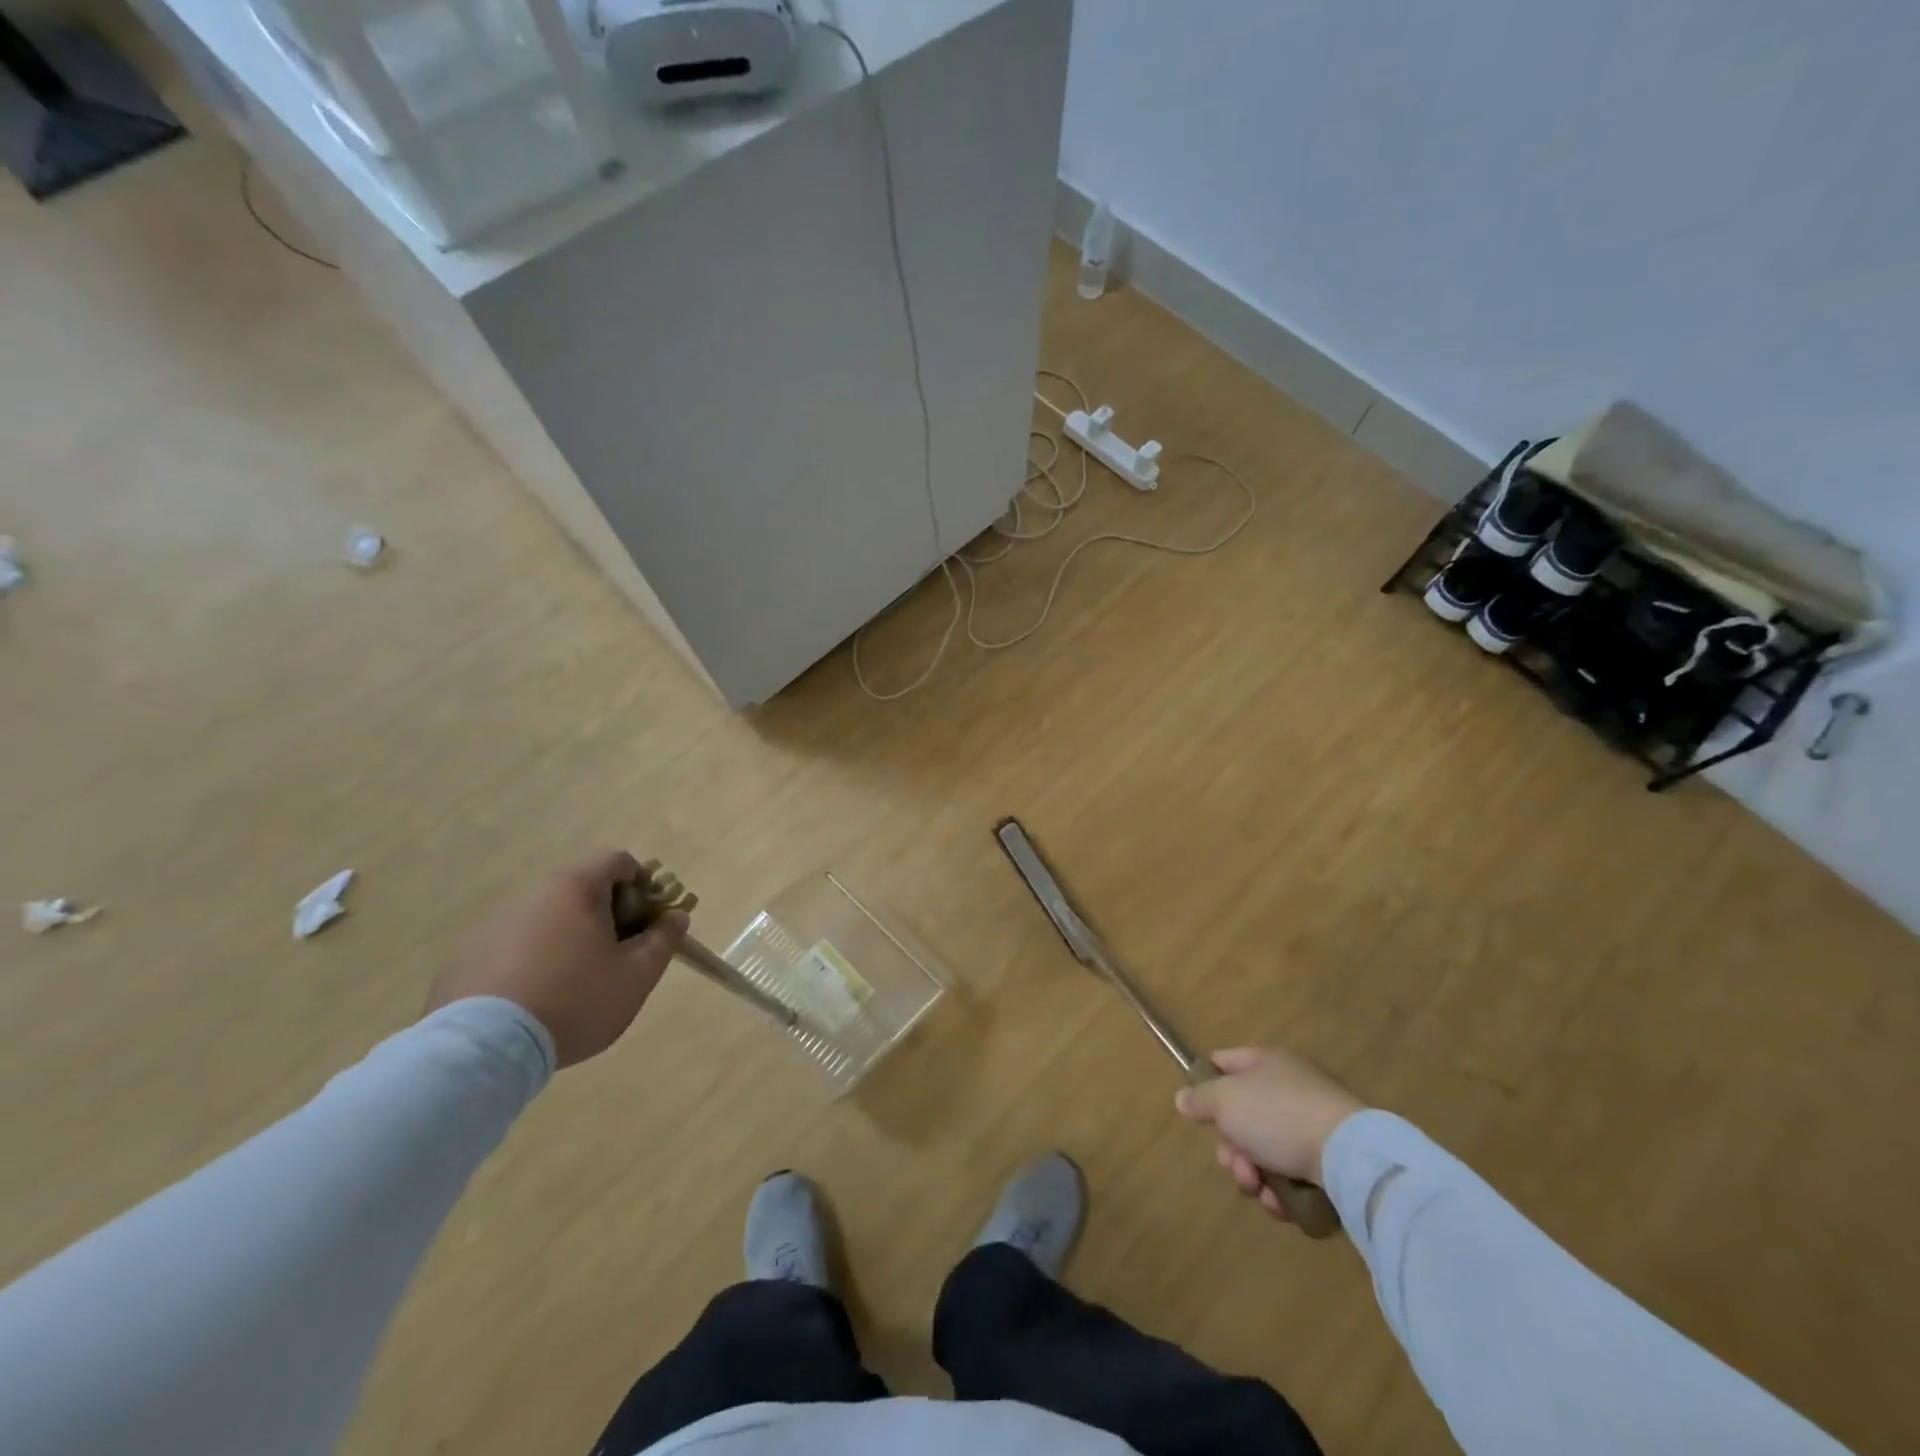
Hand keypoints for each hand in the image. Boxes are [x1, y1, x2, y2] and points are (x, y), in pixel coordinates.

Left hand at [425, 850, 687, 1068]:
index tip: (647, 923)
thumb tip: (675, 916)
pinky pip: (512, 949)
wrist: (484, 1050)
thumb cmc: (576, 1000)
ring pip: (546, 921)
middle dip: (606, 917)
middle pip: (581, 891)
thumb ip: (663, 939)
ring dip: (567, 940)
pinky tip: (533, 1003)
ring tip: (572, 988)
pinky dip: (530, 963)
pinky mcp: (464, 958)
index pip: (618, 861)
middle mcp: (531, 895)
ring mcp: (491, 925)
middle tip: (617, 959)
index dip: (643, 886)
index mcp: (574, 888)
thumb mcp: (637, 975)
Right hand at [1174, 1047, 1364, 1218]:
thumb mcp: (1224, 1100)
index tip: (1200, 1113)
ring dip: (1253, 1174)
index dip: (1206, 1084)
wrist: (1350, 1156)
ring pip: (1265, 1150)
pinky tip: (1281, 1202)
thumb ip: (1199, 1098)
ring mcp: (1312, 1123)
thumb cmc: (1277, 1115)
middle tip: (1234, 1163)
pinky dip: (1282, 1191)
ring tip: (1258, 1188)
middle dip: (1231, 1147)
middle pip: (1242, 1116)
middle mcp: (1288, 1087)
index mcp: (1265, 1062)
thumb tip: (1183, 1098)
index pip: (1223, 1062)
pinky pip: (1293, 1174)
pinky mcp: (1331, 1160)